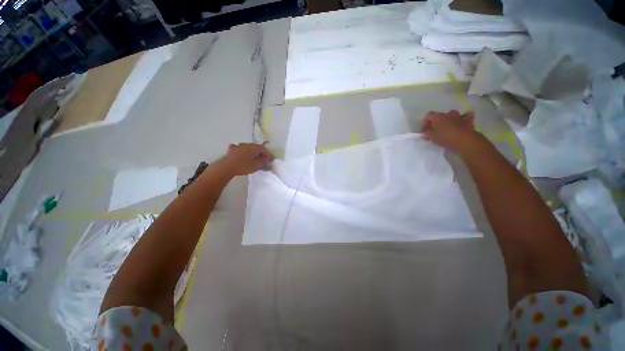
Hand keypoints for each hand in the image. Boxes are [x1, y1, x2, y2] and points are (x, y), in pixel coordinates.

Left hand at [217, 143, 273, 176]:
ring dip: (253, 153)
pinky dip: (244, 152)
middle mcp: (247, 144)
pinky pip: (240, 150)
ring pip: (249, 148)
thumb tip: (270, 164)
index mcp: (255, 147)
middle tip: (265, 161)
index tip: (271, 161)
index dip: (269, 155)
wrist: (226, 167)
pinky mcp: (232, 150)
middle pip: (257, 148)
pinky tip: (243, 154)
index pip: (265, 150)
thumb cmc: (243, 166)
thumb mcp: (256, 166)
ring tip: (255, 159)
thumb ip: (264, 164)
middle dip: (262, 154)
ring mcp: (239, 146)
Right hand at [420, 110, 477, 153]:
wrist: (464, 141)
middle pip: (441, 115)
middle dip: (437, 121)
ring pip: (453, 115)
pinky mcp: (469, 121)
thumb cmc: (445, 138)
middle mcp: (448, 114)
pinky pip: (466, 117)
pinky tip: (462, 124)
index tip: (424, 131)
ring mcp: (459, 117)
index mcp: (438, 117)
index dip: (425, 122)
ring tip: (448, 127)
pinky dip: (464, 119)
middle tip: (435, 130)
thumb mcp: (432, 137)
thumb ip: (427, 134)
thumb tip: (424, 133)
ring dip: (450, 119)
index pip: (429, 115)